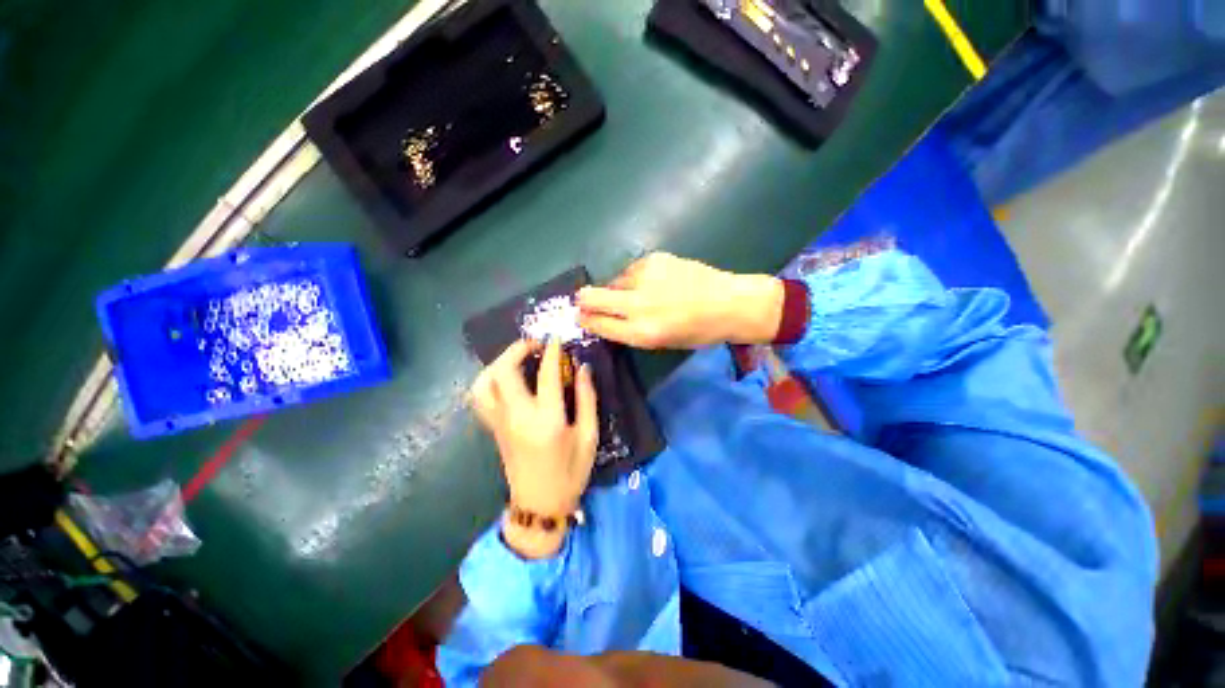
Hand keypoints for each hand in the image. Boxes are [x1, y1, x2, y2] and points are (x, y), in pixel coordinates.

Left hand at [470, 339, 598, 558]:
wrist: (539, 506)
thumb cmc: (570, 472)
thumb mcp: (589, 436)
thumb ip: (587, 398)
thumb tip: (582, 368)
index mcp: (547, 420)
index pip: (546, 374)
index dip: (552, 351)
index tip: (556, 337)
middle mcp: (517, 416)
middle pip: (504, 371)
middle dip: (517, 349)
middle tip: (535, 344)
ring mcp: (500, 422)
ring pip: (484, 382)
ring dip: (498, 362)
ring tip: (517, 358)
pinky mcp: (492, 428)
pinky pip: (480, 396)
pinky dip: (489, 379)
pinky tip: (505, 378)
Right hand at [576, 252, 784, 348]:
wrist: (728, 303)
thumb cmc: (697, 331)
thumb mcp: (661, 342)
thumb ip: (629, 330)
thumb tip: (604, 316)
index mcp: (641, 333)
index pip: (597, 324)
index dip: (585, 319)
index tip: (579, 315)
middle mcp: (638, 306)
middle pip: (592, 298)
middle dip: (584, 300)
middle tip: (584, 299)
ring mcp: (644, 279)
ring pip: (612, 281)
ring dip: (617, 288)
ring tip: (640, 292)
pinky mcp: (653, 259)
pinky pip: (631, 270)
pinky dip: (635, 277)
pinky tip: (654, 281)